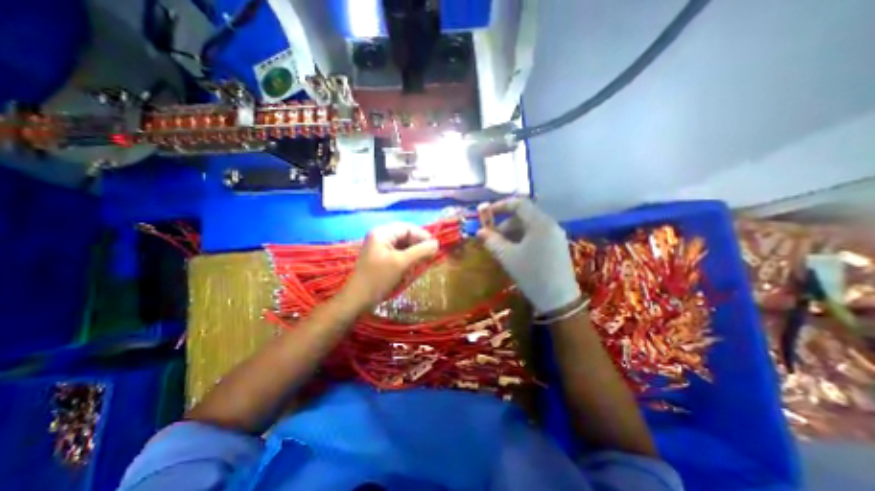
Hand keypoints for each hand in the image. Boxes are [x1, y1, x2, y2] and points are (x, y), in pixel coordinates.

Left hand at [337, 223, 440, 313]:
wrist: (357, 300)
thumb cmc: (378, 279)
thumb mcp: (401, 263)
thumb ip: (420, 251)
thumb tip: (437, 243)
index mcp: (382, 233)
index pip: (408, 228)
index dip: (422, 236)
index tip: (435, 248)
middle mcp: (380, 237)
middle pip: (406, 237)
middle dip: (418, 247)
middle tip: (429, 258)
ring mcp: (380, 248)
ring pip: (404, 247)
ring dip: (413, 255)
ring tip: (419, 265)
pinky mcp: (381, 259)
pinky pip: (399, 255)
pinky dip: (407, 261)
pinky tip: (410, 271)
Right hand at [475, 198, 579, 314]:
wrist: (558, 300)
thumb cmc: (531, 274)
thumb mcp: (507, 257)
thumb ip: (492, 241)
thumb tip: (480, 231)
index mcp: (540, 223)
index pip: (519, 203)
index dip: (501, 205)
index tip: (487, 213)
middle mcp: (550, 224)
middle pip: (524, 215)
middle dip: (505, 223)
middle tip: (492, 236)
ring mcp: (555, 235)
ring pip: (530, 226)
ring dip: (513, 232)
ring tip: (501, 246)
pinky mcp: (557, 246)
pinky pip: (537, 234)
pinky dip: (523, 238)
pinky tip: (515, 251)